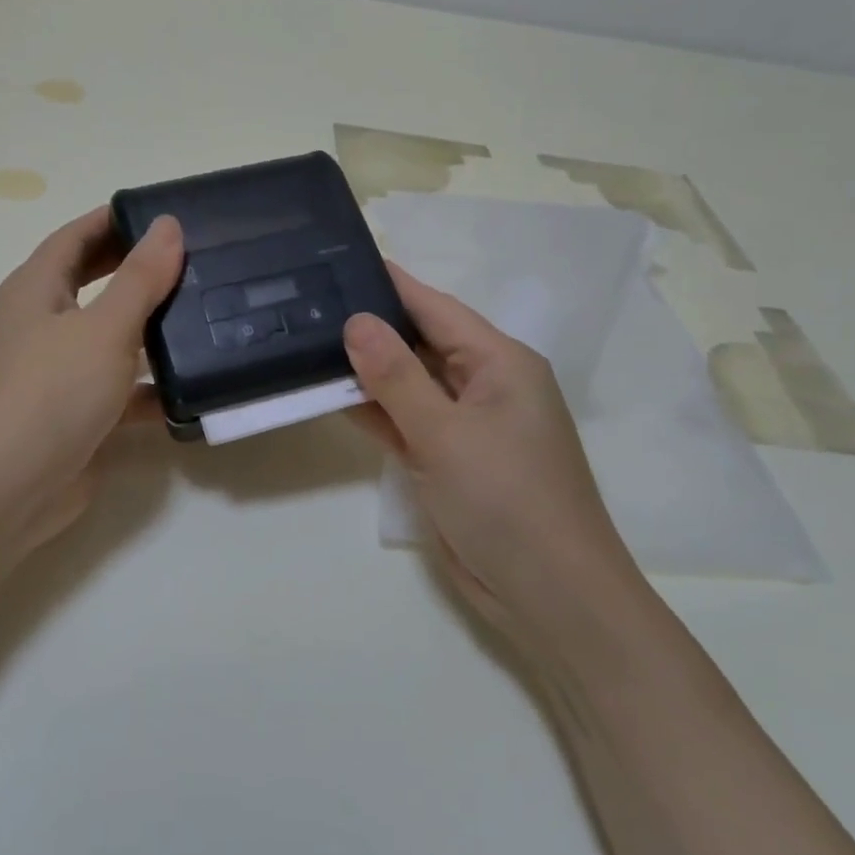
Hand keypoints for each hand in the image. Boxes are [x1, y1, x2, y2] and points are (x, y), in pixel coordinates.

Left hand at [0, 207, 182, 561]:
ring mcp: (58, 372)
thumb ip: (140, 278)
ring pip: (112, 338)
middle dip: (140, 271)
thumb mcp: (104, 328)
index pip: (77, 236)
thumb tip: (168, 225)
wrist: (6, 491)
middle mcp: (43, 324)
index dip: (116, 220)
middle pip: (96, 283)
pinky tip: (193, 388)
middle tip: (196, 261)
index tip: (167, 214)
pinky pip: (120, 390)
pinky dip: (150, 388)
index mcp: (37, 289)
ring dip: (151, 330)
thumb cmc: (50, 393)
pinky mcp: (77, 415)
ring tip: (207, 316)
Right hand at [345, 265, 639, 644]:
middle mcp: (484, 386)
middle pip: (420, 343)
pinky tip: (331, 396)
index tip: (341, 260)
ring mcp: (465, 426)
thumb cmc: (507, 501)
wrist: (548, 595)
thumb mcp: (446, 433)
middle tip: (310, 304)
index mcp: (500, 363)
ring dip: (366, 373)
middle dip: (370, 327)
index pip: (436, 308)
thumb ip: (396, 377)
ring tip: (307, 342)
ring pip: (408, 385)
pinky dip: (374, 412)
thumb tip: (356, 321)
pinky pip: (406, 423)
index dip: (391, 284)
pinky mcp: (449, 460)